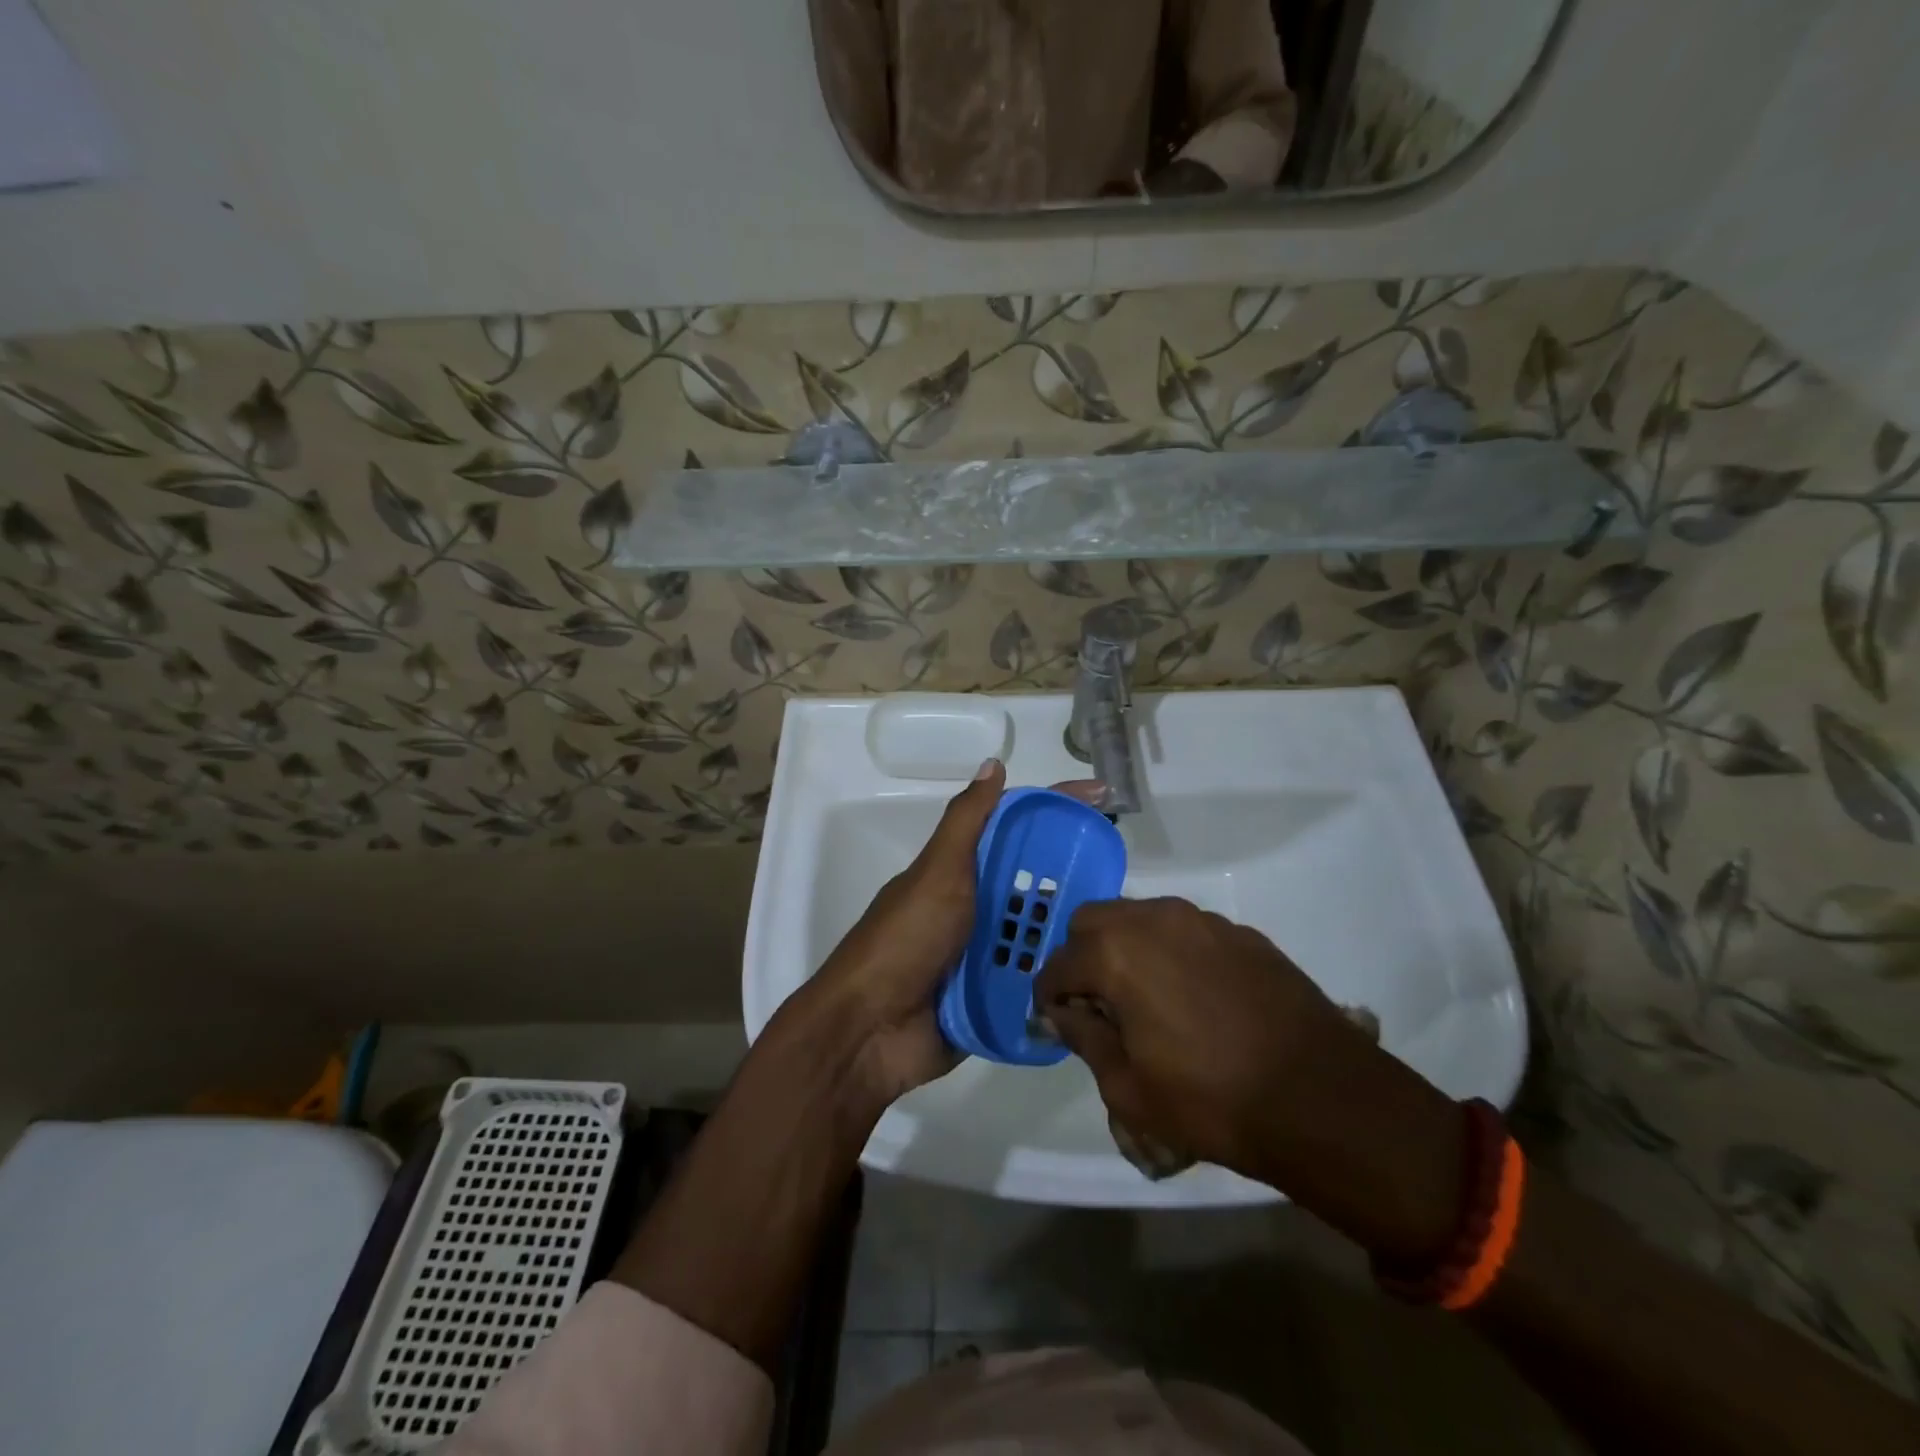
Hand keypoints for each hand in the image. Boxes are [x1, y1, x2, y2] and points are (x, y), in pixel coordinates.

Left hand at [806, 760, 1103, 1107]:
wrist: (870, 1030)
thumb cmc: (906, 940)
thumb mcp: (937, 872)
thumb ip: (967, 822)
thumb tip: (994, 763)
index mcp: (963, 872)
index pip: (1017, 828)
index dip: (1057, 808)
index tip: (1103, 798)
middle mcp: (977, 908)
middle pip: (1035, 881)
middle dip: (1076, 874)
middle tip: (1124, 874)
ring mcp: (985, 954)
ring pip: (1041, 931)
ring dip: (1074, 928)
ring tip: (1123, 927)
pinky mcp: (994, 998)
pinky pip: (1036, 980)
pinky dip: (1062, 976)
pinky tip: (1102, 974)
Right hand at [1036, 898, 1467, 1262]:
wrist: (1321, 1098)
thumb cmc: (1211, 1101)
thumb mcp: (1129, 1087)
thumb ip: (1084, 1039)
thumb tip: (1058, 1014)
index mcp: (1116, 954)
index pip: (1058, 965)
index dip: (1049, 996)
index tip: (1057, 1022)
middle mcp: (1154, 920)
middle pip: (1093, 920)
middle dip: (1082, 956)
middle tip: (1097, 1004)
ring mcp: (1202, 921)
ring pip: (1141, 917)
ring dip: (1126, 947)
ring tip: (1144, 997)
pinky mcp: (1241, 933)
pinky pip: (1186, 930)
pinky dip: (1171, 952)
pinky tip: (1193, 996)